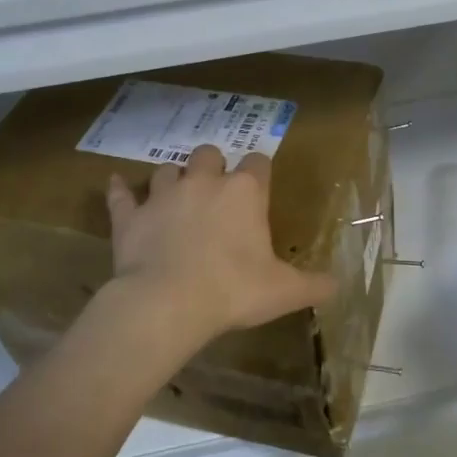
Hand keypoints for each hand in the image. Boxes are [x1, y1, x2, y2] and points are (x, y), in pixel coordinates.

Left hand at [104, 144, 336, 353]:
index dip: (259, 171)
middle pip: (209, 154)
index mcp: (244, 193)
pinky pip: (121, 195)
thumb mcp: (284, 291)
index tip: (260, 186)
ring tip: (175, 194)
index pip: (258, 163)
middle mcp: (204, 183)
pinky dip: (120, 191)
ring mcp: (163, 196)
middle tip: (215, 190)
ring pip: (167, 169)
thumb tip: (339, 285)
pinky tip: (117, 186)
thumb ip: (314, 285)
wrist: (167, 303)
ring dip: (172, 178)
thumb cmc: (233, 290)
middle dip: (213, 165)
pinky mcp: (130, 216)